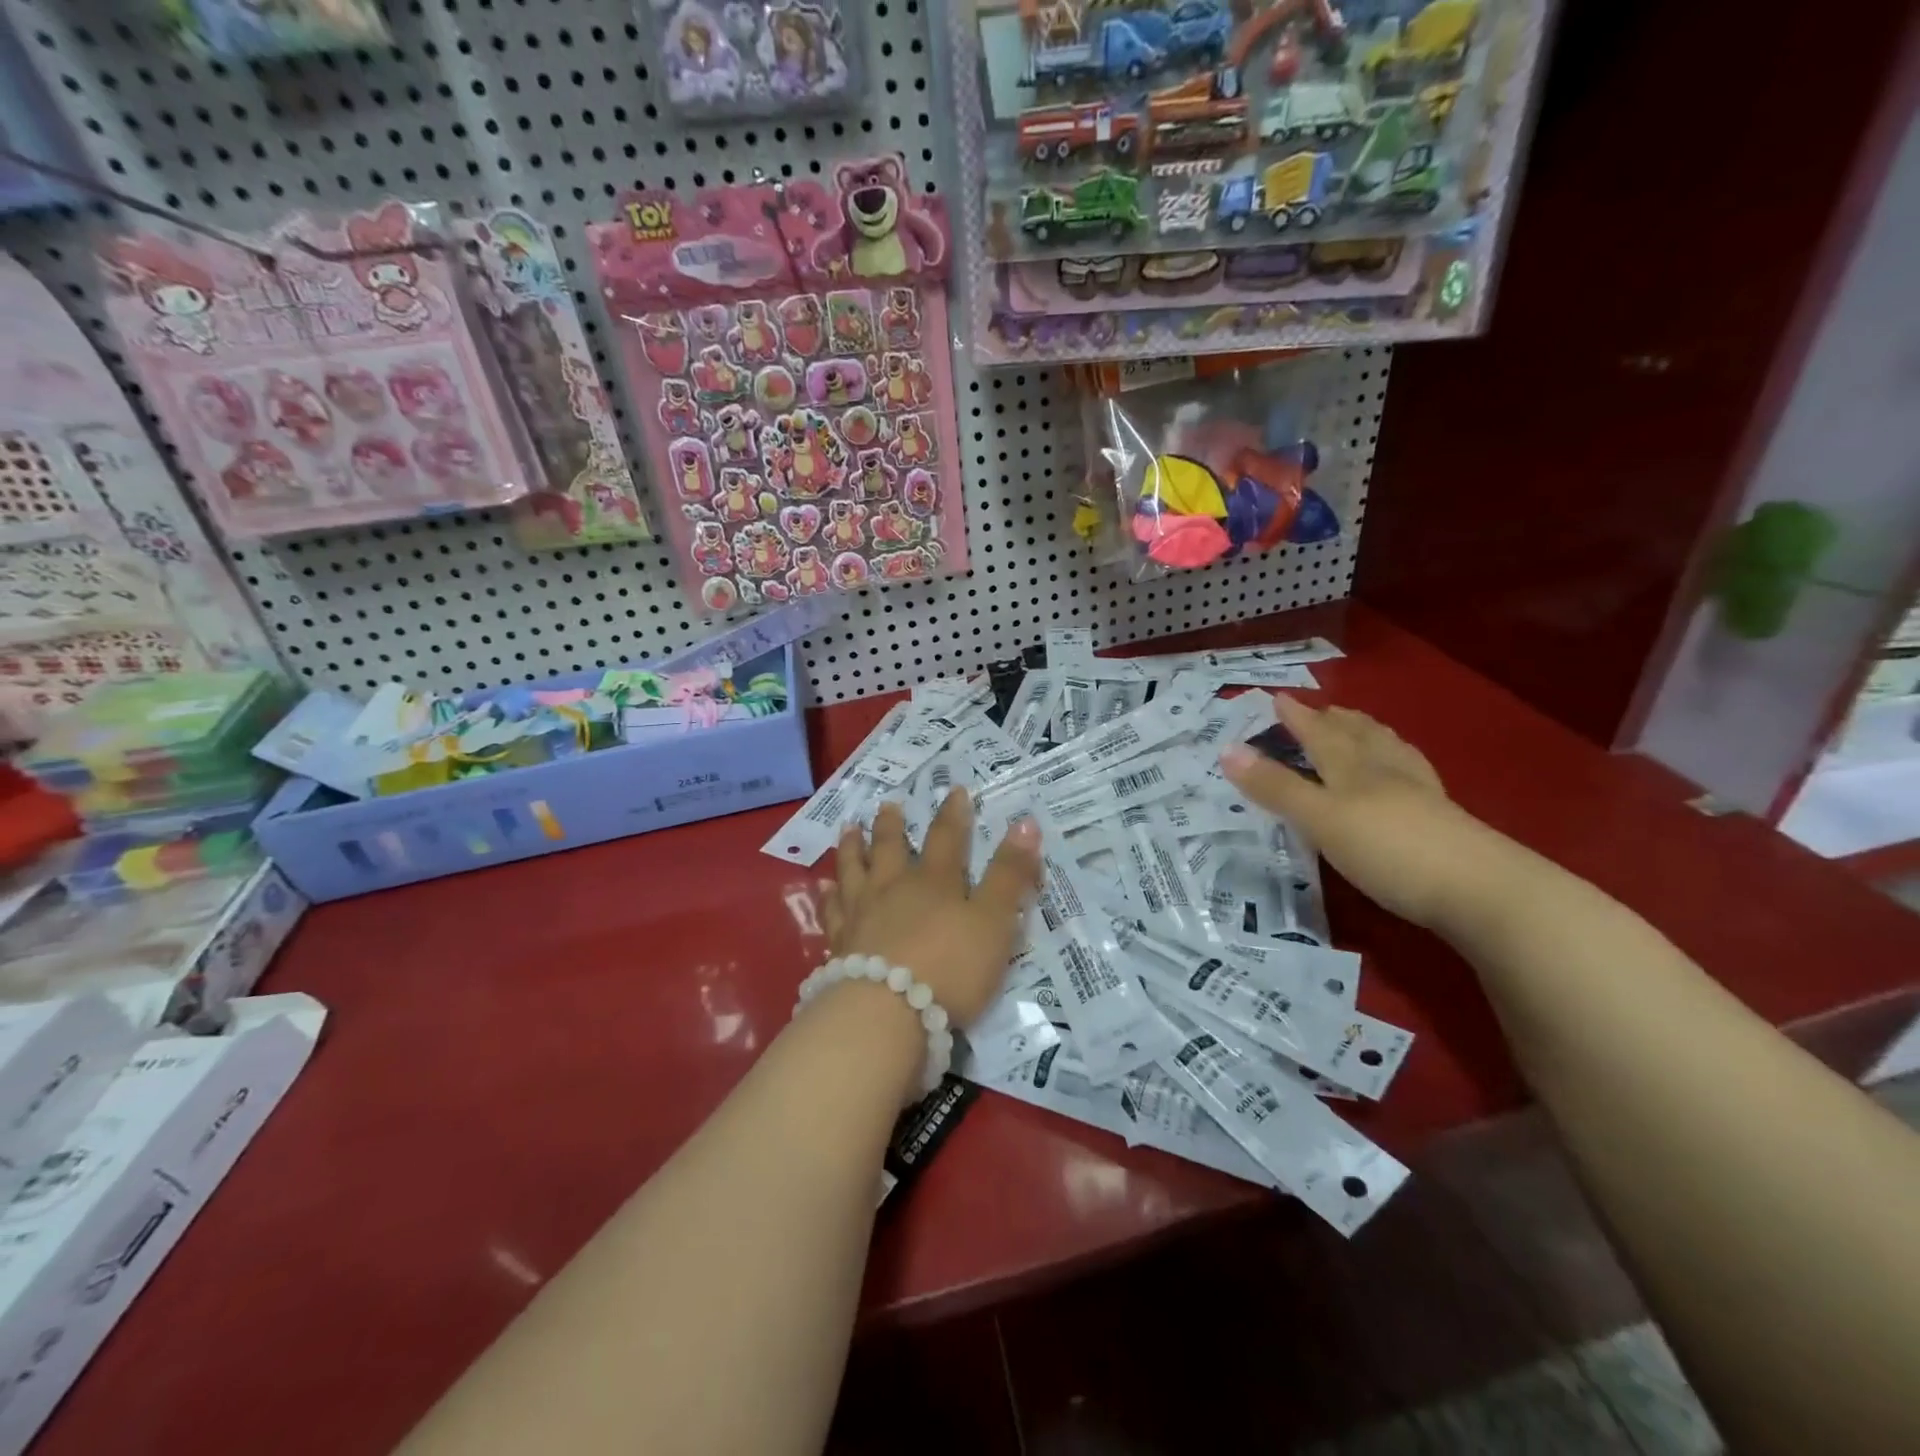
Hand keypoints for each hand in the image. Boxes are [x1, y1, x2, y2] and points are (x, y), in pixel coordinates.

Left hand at [825, 791, 1042, 1026]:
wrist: (886, 1013)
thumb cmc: (950, 967)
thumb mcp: (994, 921)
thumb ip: (1009, 874)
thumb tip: (1026, 822)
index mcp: (935, 881)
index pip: (947, 837)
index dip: (954, 814)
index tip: (954, 791)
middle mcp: (894, 888)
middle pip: (891, 848)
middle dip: (892, 824)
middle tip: (888, 804)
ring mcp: (862, 914)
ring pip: (854, 870)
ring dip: (852, 847)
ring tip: (849, 827)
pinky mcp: (840, 944)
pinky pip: (831, 911)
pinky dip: (828, 895)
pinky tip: (824, 887)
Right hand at [1219, 694, 1500, 931]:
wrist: (1483, 892)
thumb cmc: (1389, 849)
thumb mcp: (1319, 819)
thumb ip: (1275, 787)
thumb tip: (1226, 749)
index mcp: (1353, 766)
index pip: (1319, 732)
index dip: (1297, 717)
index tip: (1278, 697)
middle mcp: (1386, 770)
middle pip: (1358, 735)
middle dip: (1335, 720)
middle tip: (1321, 709)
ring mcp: (1420, 794)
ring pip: (1389, 752)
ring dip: (1369, 735)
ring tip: (1361, 727)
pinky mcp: (1443, 820)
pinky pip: (1411, 775)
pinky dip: (1396, 763)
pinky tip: (1403, 774)